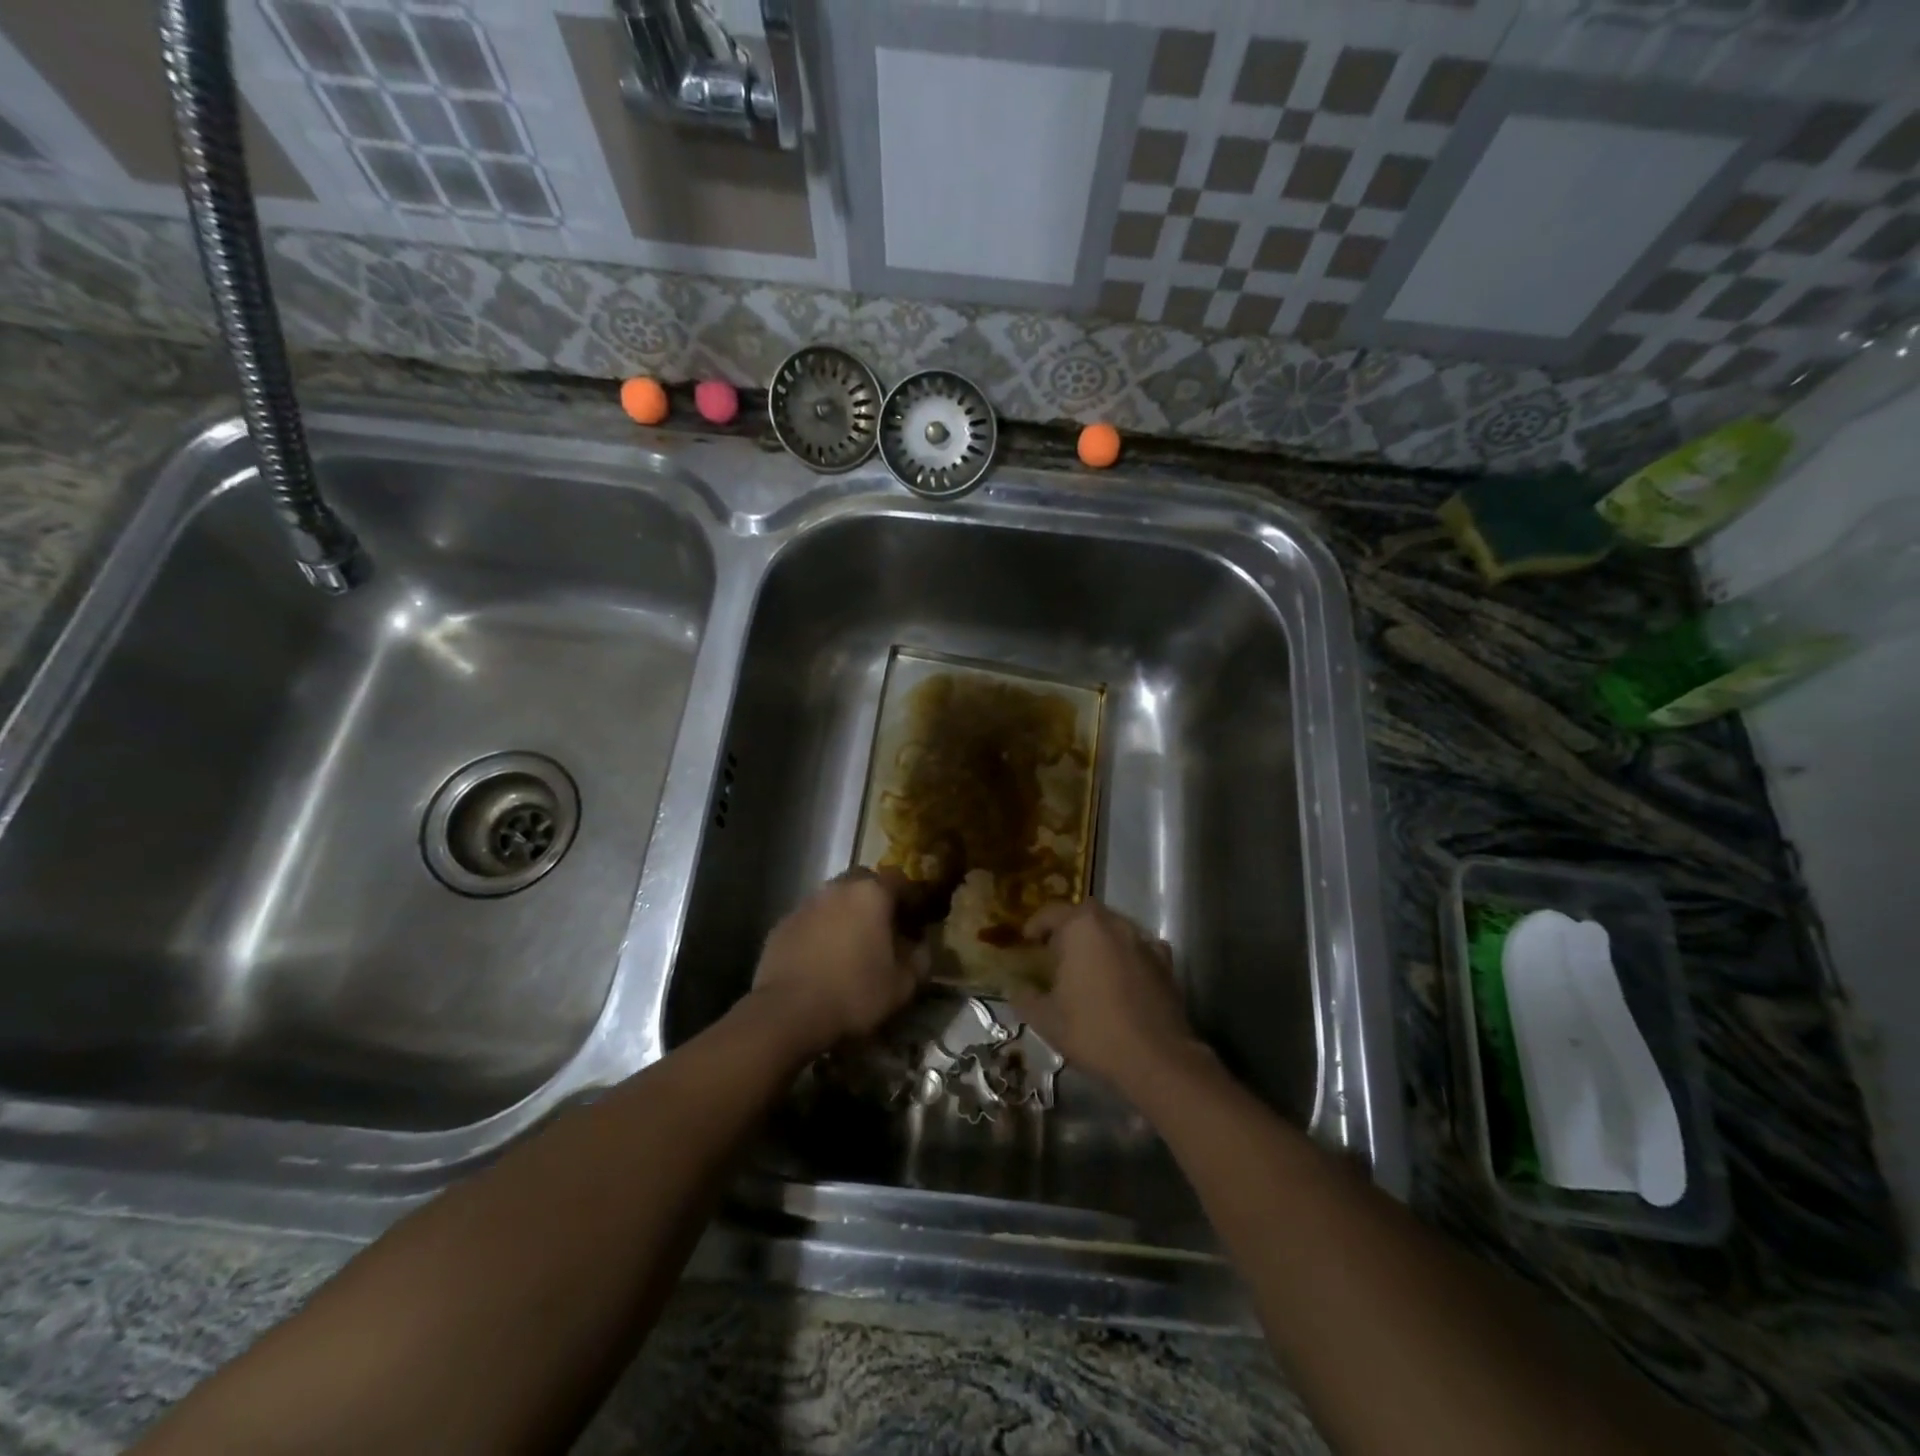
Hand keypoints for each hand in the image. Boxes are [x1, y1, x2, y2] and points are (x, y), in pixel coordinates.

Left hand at [747, 870, 926, 1055]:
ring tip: (851, 945)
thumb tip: (921, 947)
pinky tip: (822, 958)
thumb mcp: (902, 986)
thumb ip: (919, 960)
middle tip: (883, 928)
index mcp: (872, 894)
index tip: (917, 922)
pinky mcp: (782, 924)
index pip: (901, 882)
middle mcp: (838, 888)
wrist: (788, 1013)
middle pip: (864, 882)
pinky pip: (811, 919)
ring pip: (834, 898)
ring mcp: (806, 904)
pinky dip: (821, 930)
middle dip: (876, 899)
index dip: (912, 900)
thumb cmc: (854, 993)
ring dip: (846, 913)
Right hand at [1010, 900, 1205, 1093]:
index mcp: (1080, 928)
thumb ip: (1025, 998)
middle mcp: (1113, 924)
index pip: (1051, 912)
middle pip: (1085, 914)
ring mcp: (1143, 941)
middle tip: (1057, 950)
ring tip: (1089, 963)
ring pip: (1114, 928)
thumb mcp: (1045, 1020)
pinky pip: (1139, 948)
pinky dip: (1127, 954)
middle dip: (1069, 926)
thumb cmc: (1093, 1031)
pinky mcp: (1165, 962)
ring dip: (1099, 939)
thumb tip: (1016, 988)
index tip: (1027, 940)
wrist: (1156, 1058)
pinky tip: (1123, 975)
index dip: (1035, 925)